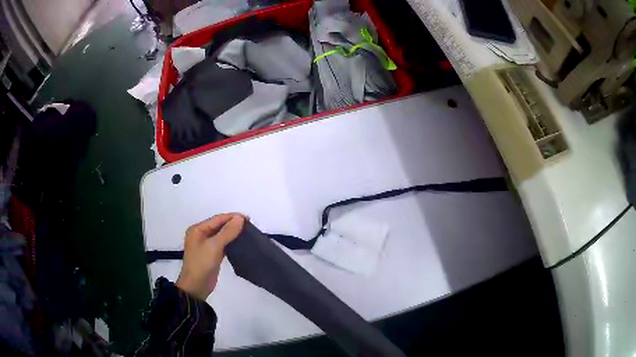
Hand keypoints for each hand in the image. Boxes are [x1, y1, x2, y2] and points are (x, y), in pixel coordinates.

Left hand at [176, 213, 244, 299]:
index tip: (248, 218)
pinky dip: (231, 242)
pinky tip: (241, 243)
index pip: (217, 219)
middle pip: (219, 226)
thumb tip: (240, 218)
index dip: (232, 217)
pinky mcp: (212, 255)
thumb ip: (227, 232)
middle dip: (233, 224)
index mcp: (197, 229)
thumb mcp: (214, 246)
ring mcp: (206, 245)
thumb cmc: (202, 263)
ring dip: (233, 233)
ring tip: (248, 233)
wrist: (196, 286)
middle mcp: (201, 235)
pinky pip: (223, 244)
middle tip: (250, 225)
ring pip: (222, 235)